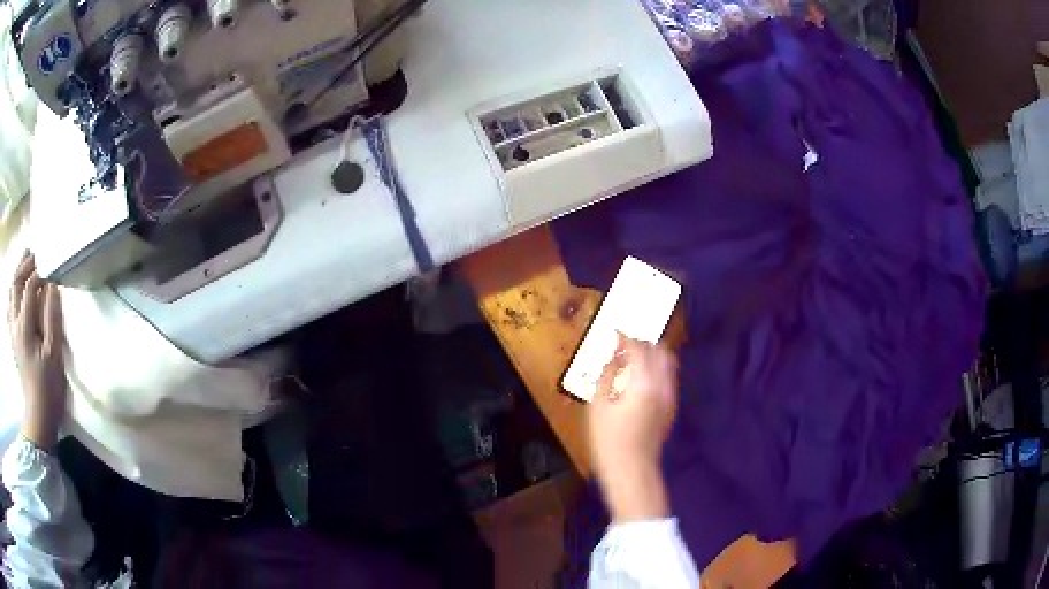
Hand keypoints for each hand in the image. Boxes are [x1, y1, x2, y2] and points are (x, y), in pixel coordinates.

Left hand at [8, 254, 66, 449]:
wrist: (39, 416)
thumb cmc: (48, 387)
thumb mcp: (54, 355)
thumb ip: (52, 317)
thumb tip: (52, 285)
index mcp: (24, 326)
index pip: (29, 287)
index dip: (39, 272)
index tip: (50, 264)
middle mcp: (15, 324)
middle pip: (15, 284)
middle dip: (23, 265)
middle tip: (34, 253)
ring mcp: (12, 332)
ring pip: (10, 294)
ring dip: (16, 276)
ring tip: (25, 265)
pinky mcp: (13, 340)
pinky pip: (9, 308)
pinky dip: (12, 294)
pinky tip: (17, 294)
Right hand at [588, 333, 678, 522]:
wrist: (632, 469)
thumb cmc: (608, 439)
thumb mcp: (598, 405)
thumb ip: (607, 375)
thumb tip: (612, 356)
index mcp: (643, 382)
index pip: (638, 347)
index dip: (625, 336)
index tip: (614, 331)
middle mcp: (663, 384)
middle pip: (659, 350)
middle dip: (642, 342)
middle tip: (623, 343)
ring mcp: (670, 395)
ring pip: (667, 362)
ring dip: (651, 354)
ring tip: (631, 358)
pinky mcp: (671, 405)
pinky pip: (667, 377)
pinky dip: (656, 369)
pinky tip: (639, 378)